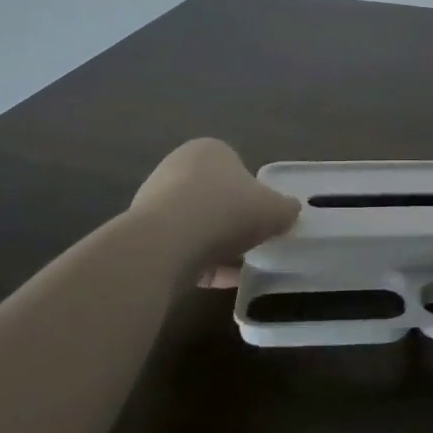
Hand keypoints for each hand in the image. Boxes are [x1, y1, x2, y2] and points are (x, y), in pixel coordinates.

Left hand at [130, 139, 299, 271]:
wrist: (165, 245)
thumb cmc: (226, 212)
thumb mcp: (275, 210)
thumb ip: (287, 209)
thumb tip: (289, 211)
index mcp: (210, 150)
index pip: (238, 168)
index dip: (255, 194)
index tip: (265, 218)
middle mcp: (178, 167)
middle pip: (216, 196)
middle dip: (233, 220)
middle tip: (253, 242)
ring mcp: (155, 201)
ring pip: (197, 224)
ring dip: (217, 245)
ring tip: (239, 268)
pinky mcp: (143, 234)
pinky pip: (180, 248)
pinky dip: (200, 263)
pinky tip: (219, 282)